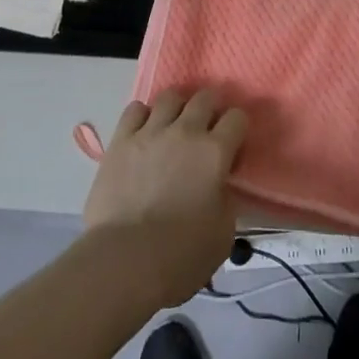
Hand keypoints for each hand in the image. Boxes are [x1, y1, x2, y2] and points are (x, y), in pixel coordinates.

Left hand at [83, 89, 247, 307]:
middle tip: (205, 131)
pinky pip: (135, 109)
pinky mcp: (121, 140)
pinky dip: (143, 116)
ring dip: (177, 108)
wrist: (124, 262)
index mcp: (215, 152)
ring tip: (173, 127)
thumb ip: (226, 199)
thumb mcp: (223, 234)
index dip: (237, 129)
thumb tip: (219, 186)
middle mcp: (186, 131)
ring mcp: (151, 132)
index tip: (232, 146)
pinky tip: (144, 133)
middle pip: (205, 97)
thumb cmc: (180, 256)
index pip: (237, 118)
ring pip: (170, 96)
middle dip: (210, 109)